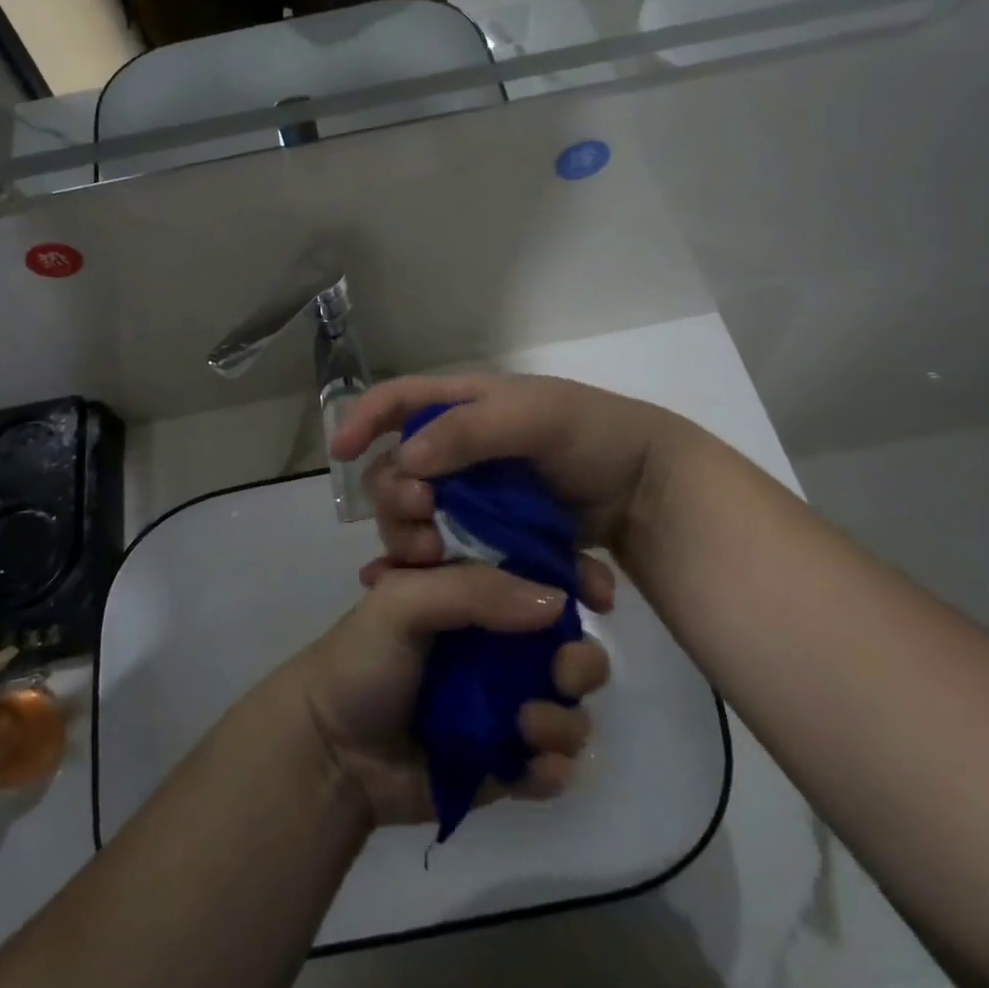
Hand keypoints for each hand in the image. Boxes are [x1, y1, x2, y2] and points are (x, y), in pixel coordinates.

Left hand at [286, 562, 609, 827]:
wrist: (330, 751)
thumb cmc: (363, 659)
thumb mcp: (405, 600)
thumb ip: (475, 590)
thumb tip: (560, 599)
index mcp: (478, 597)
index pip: (543, 578)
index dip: (578, 580)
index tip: (600, 591)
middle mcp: (500, 646)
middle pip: (570, 645)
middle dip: (581, 660)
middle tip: (561, 673)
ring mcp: (506, 706)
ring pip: (571, 708)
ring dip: (565, 720)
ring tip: (525, 728)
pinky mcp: (506, 762)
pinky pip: (553, 767)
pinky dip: (552, 768)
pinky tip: (528, 768)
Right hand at [331, 374, 691, 587]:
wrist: (647, 487)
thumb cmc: (591, 435)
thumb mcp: (535, 416)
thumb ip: (470, 431)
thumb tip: (407, 459)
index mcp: (464, 406)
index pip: (398, 400)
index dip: (363, 419)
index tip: (340, 452)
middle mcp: (458, 448)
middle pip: (398, 469)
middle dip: (394, 497)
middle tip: (422, 521)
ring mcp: (474, 494)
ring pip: (417, 516)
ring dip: (413, 538)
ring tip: (434, 561)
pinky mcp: (491, 533)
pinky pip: (448, 549)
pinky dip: (430, 569)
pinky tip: (414, 587)